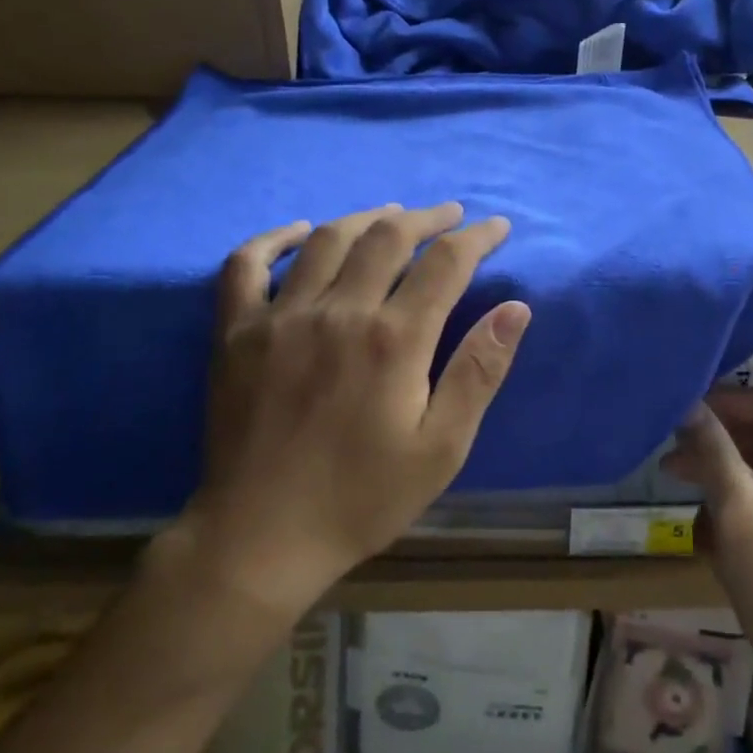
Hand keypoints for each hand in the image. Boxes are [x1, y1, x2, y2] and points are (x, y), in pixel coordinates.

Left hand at [177, 202, 530, 609]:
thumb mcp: (441, 448)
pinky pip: (245, 265)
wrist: (262, 537)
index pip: (446, 263)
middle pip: (388, 237)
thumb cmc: (362, 498)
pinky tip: (299, 231)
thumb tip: (516, 309)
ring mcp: (280, 317)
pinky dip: (273, 238)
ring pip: (328, 240)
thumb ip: (478, 373)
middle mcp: (339, 311)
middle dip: (427, 218)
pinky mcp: (236, 332)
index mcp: (394, 340)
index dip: (477, 238)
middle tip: (450, 215)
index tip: (496, 227)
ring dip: (366, 217)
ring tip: (392, 214)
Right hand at [665, 389, 752, 729]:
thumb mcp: (741, 514)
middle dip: (717, 443)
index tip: (679, 404)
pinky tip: (704, 530)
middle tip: (668, 447)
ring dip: (721, 478)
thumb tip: (686, 404)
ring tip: (674, 480)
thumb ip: (713, 452)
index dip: (724, 401)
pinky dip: (736, 510)